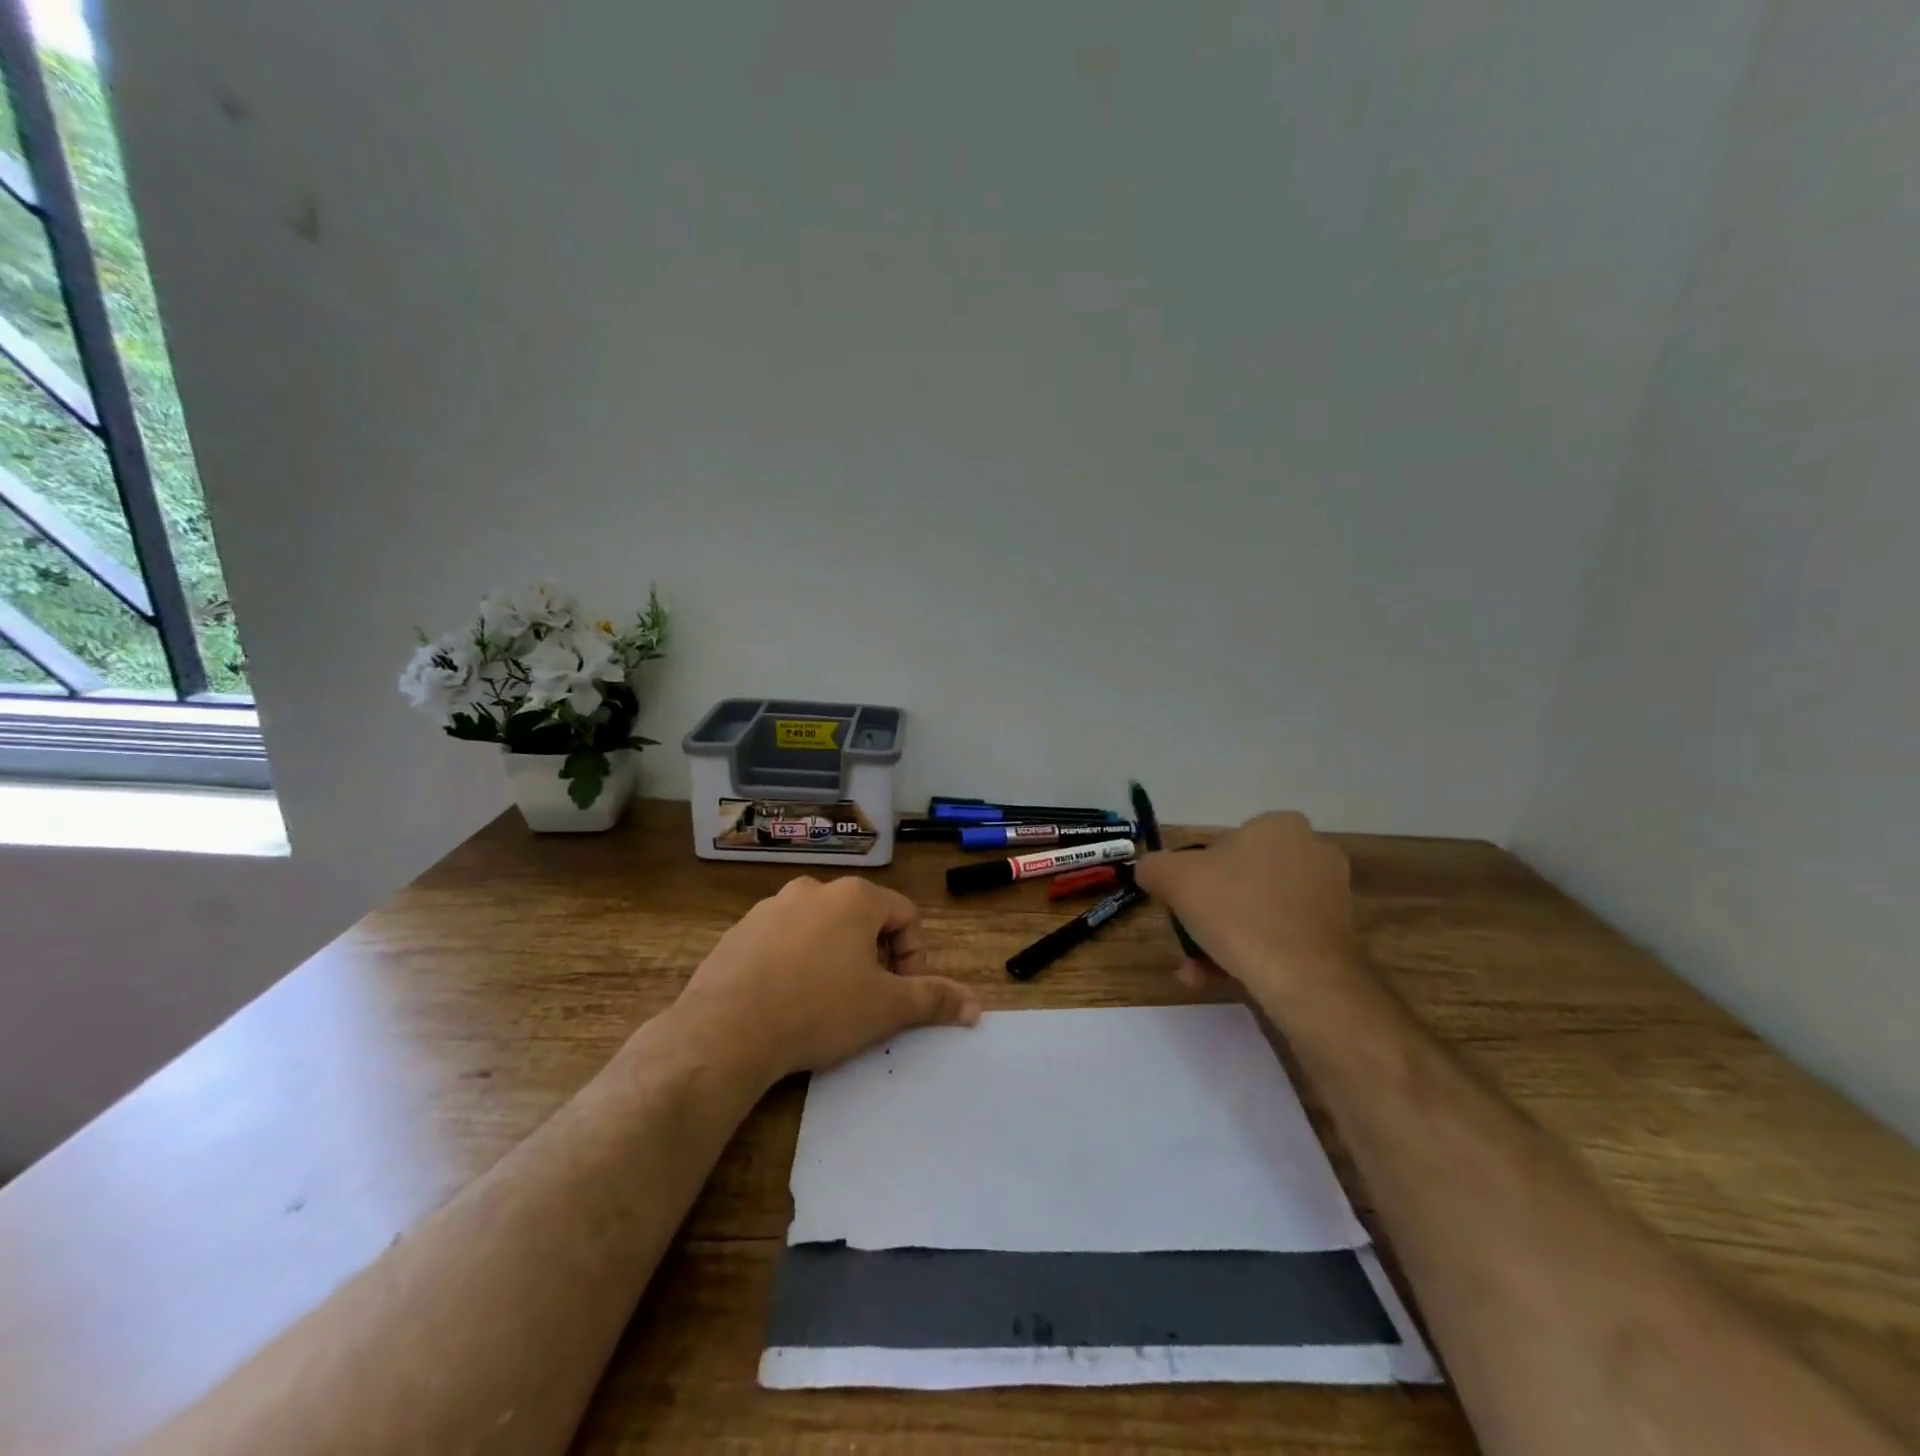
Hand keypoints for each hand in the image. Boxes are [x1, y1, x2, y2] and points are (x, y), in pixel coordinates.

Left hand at [671, 875, 980, 1086]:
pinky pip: (782, 941)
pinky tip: (784, 1002)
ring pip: (820, 929)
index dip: (913, 956)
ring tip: (823, 1003)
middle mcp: (814, 890)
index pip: (905, 915)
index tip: (900, 993)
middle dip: (874, 958)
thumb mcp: (885, 1008)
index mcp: (854, 897)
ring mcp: (771, 907)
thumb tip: (976, 1006)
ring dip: (834, 959)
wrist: (726, 1030)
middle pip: (862, 919)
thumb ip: (933, 1000)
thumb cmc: (819, 1009)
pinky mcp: (739, 931)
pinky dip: (794, 963)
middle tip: (866, 1000)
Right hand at [1131, 811, 1359, 998]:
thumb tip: (1150, 871)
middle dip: (1207, 912)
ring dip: (1221, 939)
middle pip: (1238, 881)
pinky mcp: (1337, 936)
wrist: (1306, 980)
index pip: (1221, 844)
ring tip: (1196, 971)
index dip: (1193, 874)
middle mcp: (1312, 852)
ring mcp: (1330, 896)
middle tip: (1185, 937)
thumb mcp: (1174, 879)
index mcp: (1279, 826)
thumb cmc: (1238, 912)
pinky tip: (1219, 979)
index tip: (1180, 902)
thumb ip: (1153, 866)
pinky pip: (1279, 938)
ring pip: (1256, 913)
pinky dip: (1249, 955)